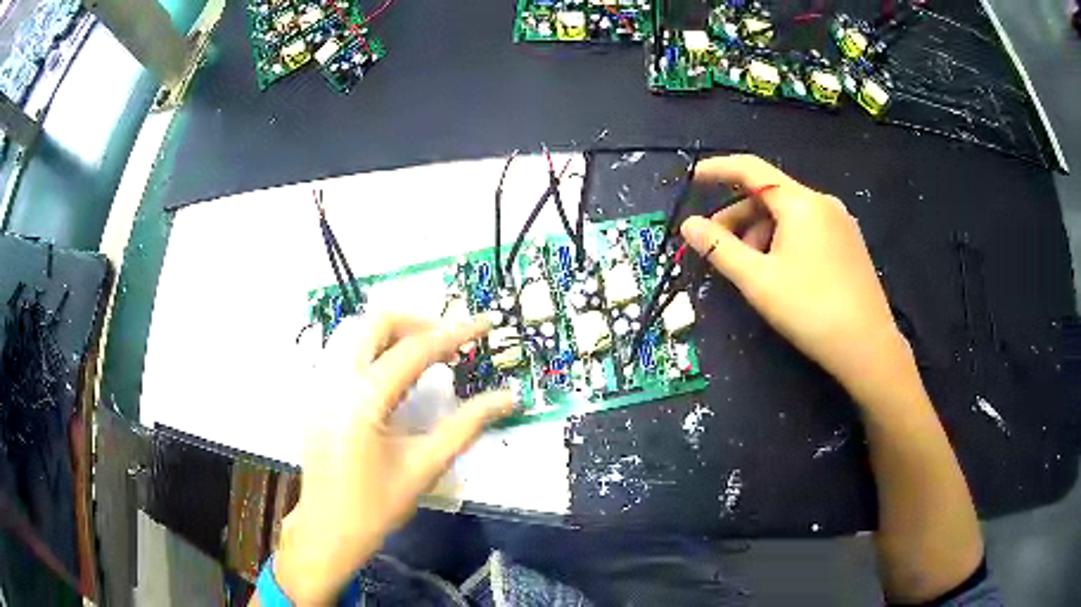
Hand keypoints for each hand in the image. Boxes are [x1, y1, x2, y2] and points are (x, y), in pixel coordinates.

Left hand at [273, 314, 511, 604]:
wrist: (329, 529)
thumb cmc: (377, 505)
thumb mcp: (426, 465)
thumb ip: (467, 425)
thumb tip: (508, 398)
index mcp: (363, 401)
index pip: (415, 350)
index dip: (455, 333)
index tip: (485, 323)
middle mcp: (335, 380)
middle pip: (375, 322)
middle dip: (418, 322)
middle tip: (449, 342)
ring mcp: (319, 383)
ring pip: (354, 329)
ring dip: (392, 331)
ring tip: (423, 352)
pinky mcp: (314, 392)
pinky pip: (342, 348)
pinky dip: (371, 345)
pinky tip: (390, 370)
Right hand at [680, 155, 912, 403]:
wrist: (867, 347)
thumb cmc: (810, 309)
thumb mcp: (757, 279)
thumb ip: (718, 248)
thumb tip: (688, 224)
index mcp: (800, 202)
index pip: (751, 169)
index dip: (719, 170)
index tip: (693, 178)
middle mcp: (823, 203)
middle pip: (770, 196)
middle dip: (738, 217)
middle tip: (717, 247)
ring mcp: (840, 224)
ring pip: (789, 216)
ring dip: (761, 233)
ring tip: (751, 269)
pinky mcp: (850, 245)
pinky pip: (808, 230)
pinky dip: (784, 241)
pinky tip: (780, 272)